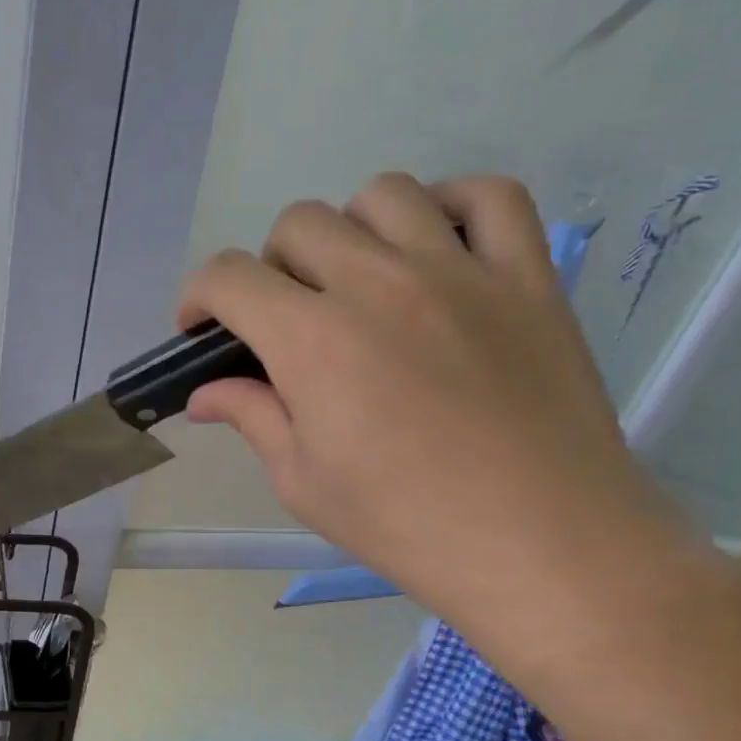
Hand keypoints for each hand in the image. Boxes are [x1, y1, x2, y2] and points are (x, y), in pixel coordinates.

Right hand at [178, 173, 698, 632]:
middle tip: (284, 321)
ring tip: (357, 282)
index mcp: (313, 340)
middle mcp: (379, 284)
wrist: (541, 545)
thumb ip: (251, 418)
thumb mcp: (302, 481)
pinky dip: (451, 206)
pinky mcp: (528, 277)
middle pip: (299, 224)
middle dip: (269, 268)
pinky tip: (436, 249)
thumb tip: (204, 395)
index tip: (201, 330)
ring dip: (349, 231)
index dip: (199, 297)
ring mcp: (461, 271)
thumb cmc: (404, 523)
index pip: (229, 277)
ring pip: (383, 195)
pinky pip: (490, 197)